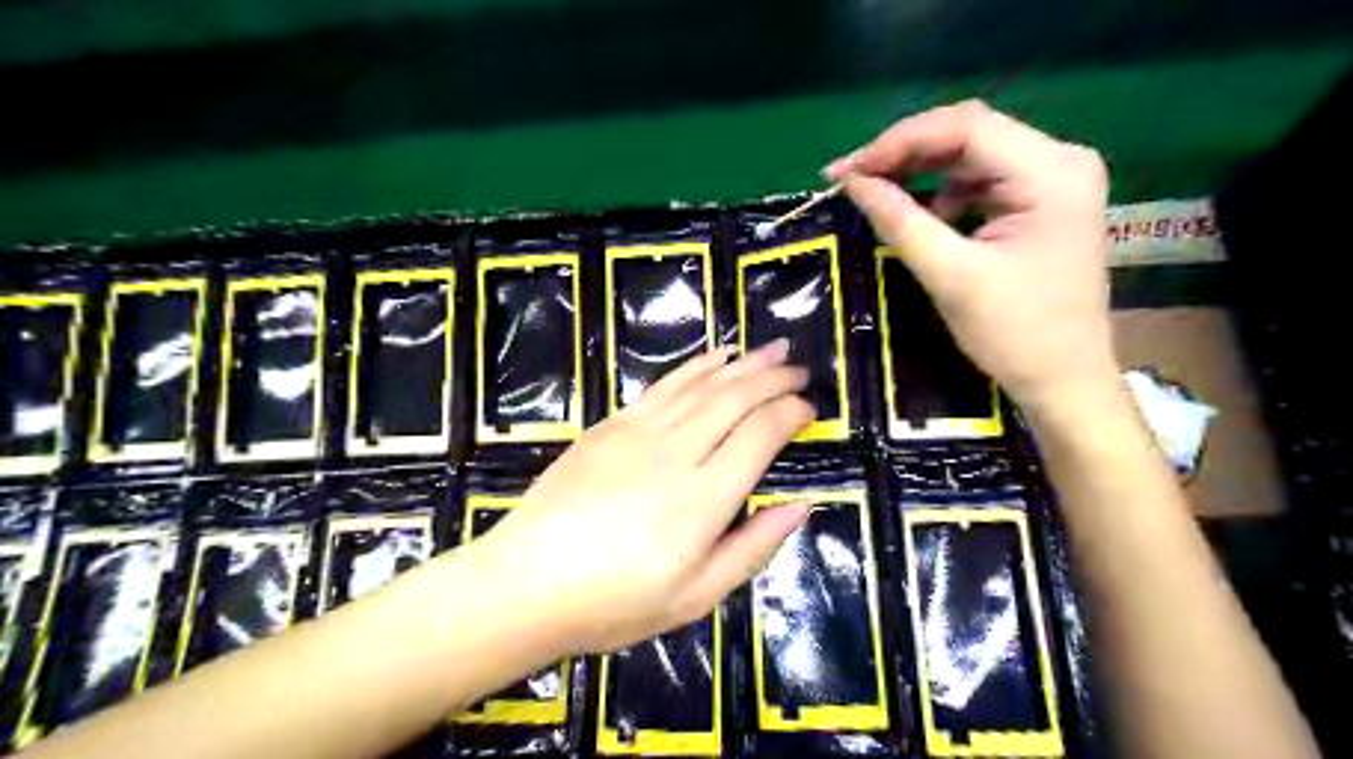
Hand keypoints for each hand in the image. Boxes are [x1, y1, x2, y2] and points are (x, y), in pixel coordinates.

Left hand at [474, 341, 811, 655]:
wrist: (526, 583)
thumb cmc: (614, 603)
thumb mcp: (696, 597)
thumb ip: (753, 547)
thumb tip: (800, 506)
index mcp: (703, 499)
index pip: (761, 435)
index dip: (791, 414)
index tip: (810, 409)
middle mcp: (676, 452)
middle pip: (736, 399)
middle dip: (774, 378)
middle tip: (800, 369)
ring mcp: (639, 432)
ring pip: (703, 384)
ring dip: (743, 363)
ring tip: (772, 349)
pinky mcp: (611, 425)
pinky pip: (664, 385)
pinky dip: (696, 366)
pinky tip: (716, 357)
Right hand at [832, 96, 1114, 414]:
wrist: (1064, 379)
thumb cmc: (1015, 333)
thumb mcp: (951, 276)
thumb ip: (900, 222)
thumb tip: (853, 181)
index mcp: (1051, 173)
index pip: (966, 128)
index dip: (899, 141)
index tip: (848, 170)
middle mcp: (1060, 161)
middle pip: (970, 134)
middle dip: (905, 153)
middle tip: (852, 177)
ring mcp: (1054, 180)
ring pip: (972, 156)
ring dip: (920, 171)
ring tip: (874, 192)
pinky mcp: (1041, 202)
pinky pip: (981, 181)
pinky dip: (942, 192)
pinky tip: (918, 213)